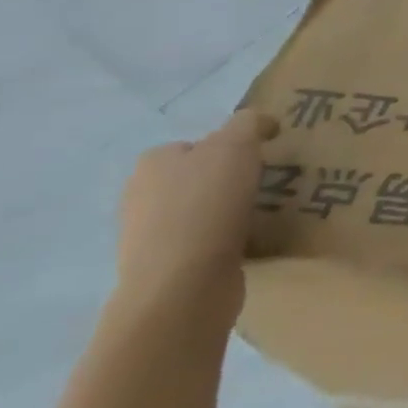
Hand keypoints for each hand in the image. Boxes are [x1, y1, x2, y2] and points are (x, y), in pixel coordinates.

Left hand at [115, 110, 277, 322]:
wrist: (183, 284)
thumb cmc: (207, 204)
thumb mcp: (237, 145)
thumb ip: (250, 123)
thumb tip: (262, 123)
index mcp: (153, 163)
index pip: (196, 144)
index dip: (230, 147)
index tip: (260, 158)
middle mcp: (142, 195)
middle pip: (197, 177)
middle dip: (228, 179)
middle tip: (266, 184)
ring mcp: (148, 235)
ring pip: (200, 210)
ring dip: (228, 211)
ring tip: (262, 214)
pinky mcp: (165, 267)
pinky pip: (202, 242)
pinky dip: (225, 239)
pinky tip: (246, 242)